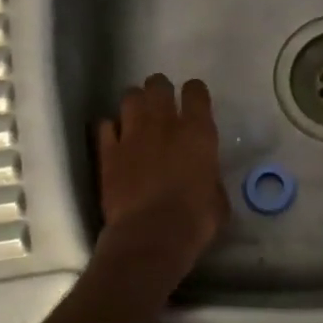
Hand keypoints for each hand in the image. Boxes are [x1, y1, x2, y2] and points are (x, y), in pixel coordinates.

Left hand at [97, 74, 229, 270]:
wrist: (151, 236)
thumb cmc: (195, 220)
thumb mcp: (218, 199)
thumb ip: (210, 178)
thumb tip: (204, 178)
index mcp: (197, 132)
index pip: (196, 92)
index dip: (195, 93)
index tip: (194, 101)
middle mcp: (164, 124)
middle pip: (158, 86)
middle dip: (160, 90)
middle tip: (162, 104)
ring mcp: (132, 135)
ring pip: (130, 97)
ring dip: (135, 104)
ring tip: (138, 117)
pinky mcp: (107, 152)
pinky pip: (104, 126)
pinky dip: (110, 129)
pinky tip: (115, 139)